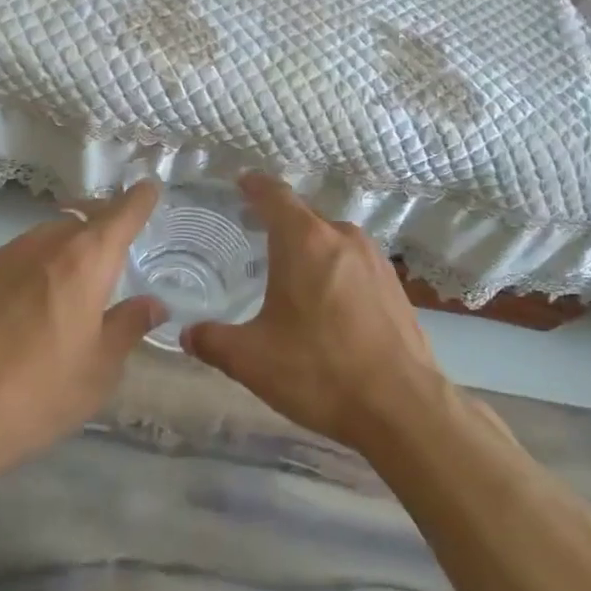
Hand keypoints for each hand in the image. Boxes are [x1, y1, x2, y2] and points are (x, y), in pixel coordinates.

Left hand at [0, 182, 166, 473]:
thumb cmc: (43, 392)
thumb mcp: (101, 367)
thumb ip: (129, 325)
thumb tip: (153, 303)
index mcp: (84, 262)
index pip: (120, 214)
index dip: (138, 200)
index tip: (148, 189)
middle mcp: (43, 246)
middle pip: (79, 220)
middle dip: (100, 225)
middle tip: (113, 249)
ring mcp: (0, 258)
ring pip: (43, 238)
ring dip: (63, 247)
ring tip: (70, 280)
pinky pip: (12, 258)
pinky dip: (31, 267)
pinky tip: (27, 302)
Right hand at [181, 175, 449, 449]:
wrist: (402, 408)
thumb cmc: (319, 372)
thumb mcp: (251, 360)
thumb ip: (212, 341)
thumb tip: (187, 333)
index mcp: (305, 241)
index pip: (274, 194)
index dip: (253, 185)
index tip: (239, 183)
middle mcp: (342, 238)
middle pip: (303, 217)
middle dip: (277, 223)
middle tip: (252, 238)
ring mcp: (375, 260)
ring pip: (331, 240)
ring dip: (308, 250)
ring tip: (287, 274)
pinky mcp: (395, 285)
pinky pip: (354, 263)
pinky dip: (333, 270)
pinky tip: (325, 302)